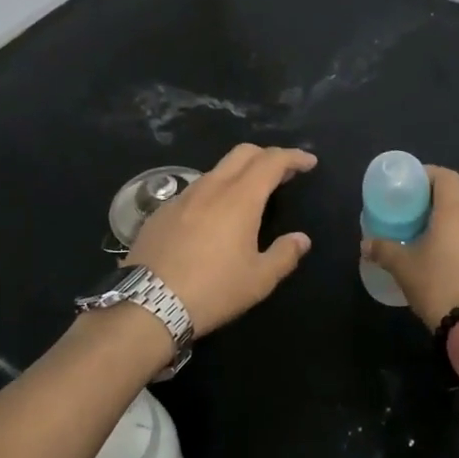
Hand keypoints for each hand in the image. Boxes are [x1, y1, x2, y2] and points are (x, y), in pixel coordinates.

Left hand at [127, 144, 316, 334]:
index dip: (293, 157)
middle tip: (283, 173)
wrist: (149, 304)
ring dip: (239, 174)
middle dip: (267, 155)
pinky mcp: (161, 212)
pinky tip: (213, 218)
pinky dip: (213, 193)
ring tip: (249, 196)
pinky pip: (194, 191)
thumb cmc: (213, 290)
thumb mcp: (259, 280)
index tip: (309, 162)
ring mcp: (182, 197)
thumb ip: (285, 254)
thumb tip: (301, 239)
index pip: (271, 161)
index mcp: (240, 198)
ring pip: (216, 170)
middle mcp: (211, 187)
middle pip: (242, 153)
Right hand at [360, 165, 458, 329]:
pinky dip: (455, 245)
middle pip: (454, 200)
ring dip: (443, 227)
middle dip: (431, 205)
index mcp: (455, 212)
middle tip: (408, 216)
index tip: (409, 185)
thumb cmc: (437, 283)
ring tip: (420, 241)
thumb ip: (383, 250)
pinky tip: (439, 264)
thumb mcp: (402, 266)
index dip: (427, 174)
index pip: (446, 177)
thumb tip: (366, 244)